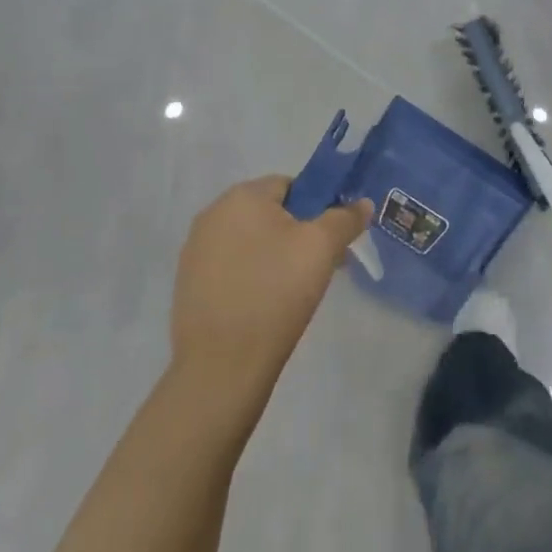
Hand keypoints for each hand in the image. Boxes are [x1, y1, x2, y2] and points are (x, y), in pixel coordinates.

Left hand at [170, 177, 372, 407]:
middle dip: (297, 234)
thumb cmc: (275, 292)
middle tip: (317, 267)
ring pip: (251, 241)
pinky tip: (265, 306)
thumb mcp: (322, 248)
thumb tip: (362, 204)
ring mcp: (195, 251)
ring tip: (293, 291)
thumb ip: (345, 218)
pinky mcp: (188, 284)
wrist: (222, 366)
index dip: (317, 208)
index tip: (329, 242)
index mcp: (241, 196)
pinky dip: (251, 277)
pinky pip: (232, 266)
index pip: (291, 185)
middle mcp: (212, 214)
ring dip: (274, 255)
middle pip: (270, 213)